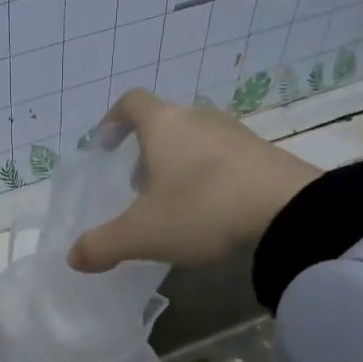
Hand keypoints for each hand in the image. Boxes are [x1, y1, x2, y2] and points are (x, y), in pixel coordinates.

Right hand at [67, 89, 319, 272]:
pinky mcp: (265, 156)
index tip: (104, 147)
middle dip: (146, 153)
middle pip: (165, 124)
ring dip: (178, 167)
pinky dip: (209, 178)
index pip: (131, 103)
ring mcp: (237, 135)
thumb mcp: (142, 235)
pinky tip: (212, 212)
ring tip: (174, 205)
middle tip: (137, 189)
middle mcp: (200, 119)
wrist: (289, 213)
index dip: (112, 121)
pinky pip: (225, 160)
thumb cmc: (202, 210)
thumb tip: (73, 257)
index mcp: (165, 125)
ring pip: (196, 142)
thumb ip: (102, 245)